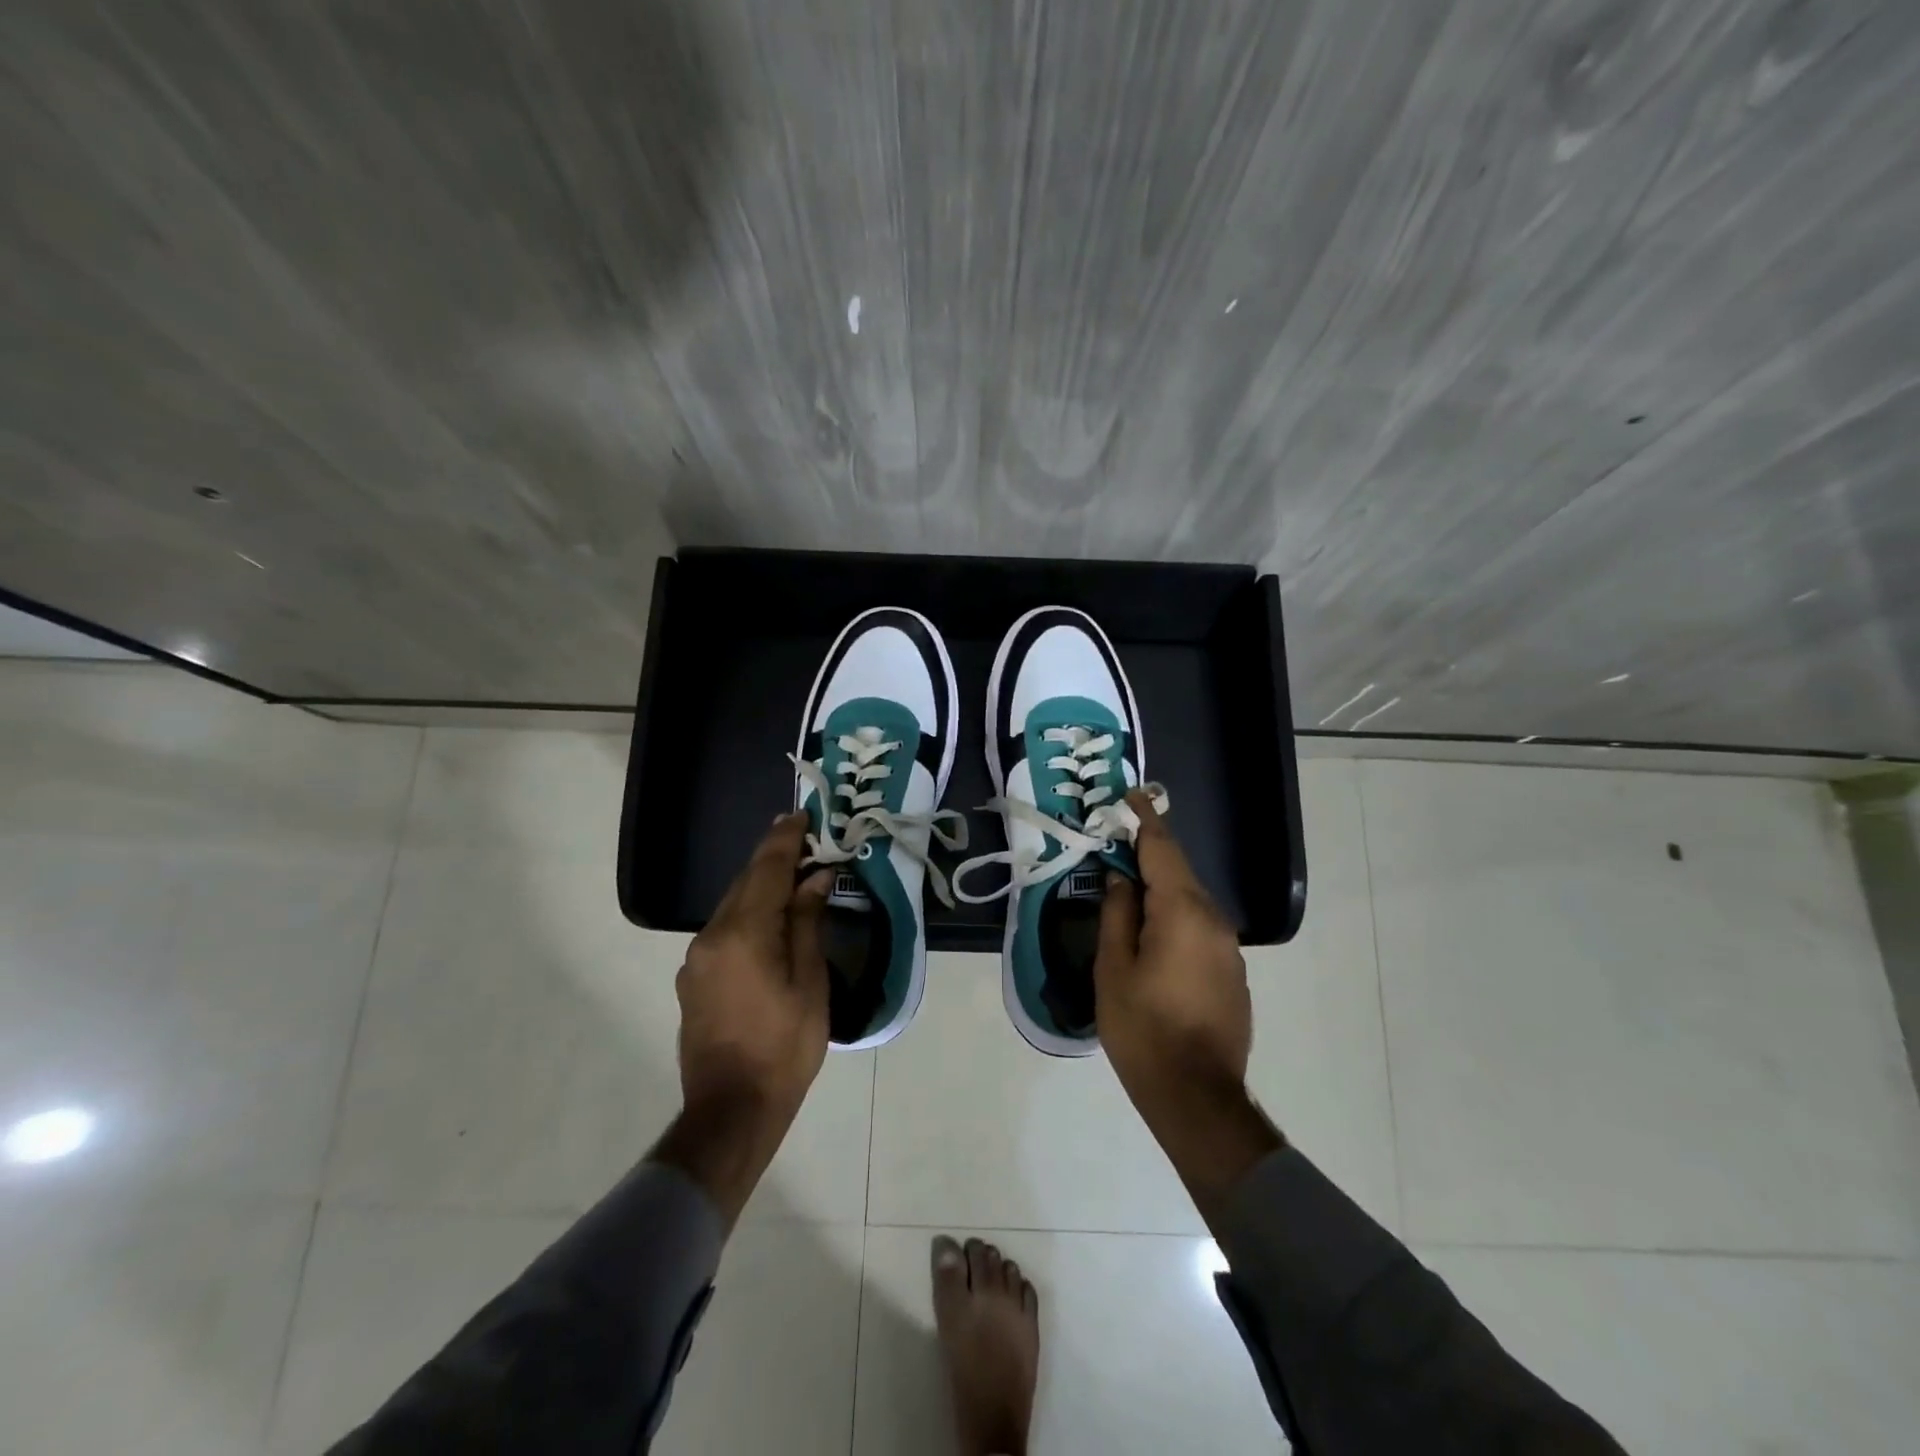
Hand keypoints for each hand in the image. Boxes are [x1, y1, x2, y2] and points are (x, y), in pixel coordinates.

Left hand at [656, 813, 831, 1227]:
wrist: (730, 1111)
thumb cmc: (784, 1047)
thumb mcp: (810, 983)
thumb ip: (807, 923)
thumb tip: (814, 878)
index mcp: (743, 933)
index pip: (767, 869)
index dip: (785, 839)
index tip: (801, 815)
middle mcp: (711, 936)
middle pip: (745, 882)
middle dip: (773, 857)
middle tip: (804, 839)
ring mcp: (696, 958)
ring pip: (732, 905)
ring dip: (760, 886)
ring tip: (792, 875)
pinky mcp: (693, 978)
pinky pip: (724, 929)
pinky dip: (748, 913)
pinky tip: (769, 921)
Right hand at [1095, 790, 1252, 1097]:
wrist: (1196, 1095)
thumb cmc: (1142, 1028)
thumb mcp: (1113, 968)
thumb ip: (1117, 914)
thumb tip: (1122, 879)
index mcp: (1181, 911)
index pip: (1162, 849)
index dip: (1144, 819)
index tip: (1131, 795)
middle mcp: (1213, 919)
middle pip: (1179, 872)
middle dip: (1149, 854)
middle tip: (1116, 846)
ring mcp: (1228, 947)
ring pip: (1190, 901)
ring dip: (1161, 889)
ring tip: (1129, 892)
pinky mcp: (1232, 971)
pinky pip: (1200, 927)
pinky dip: (1175, 917)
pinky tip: (1153, 936)